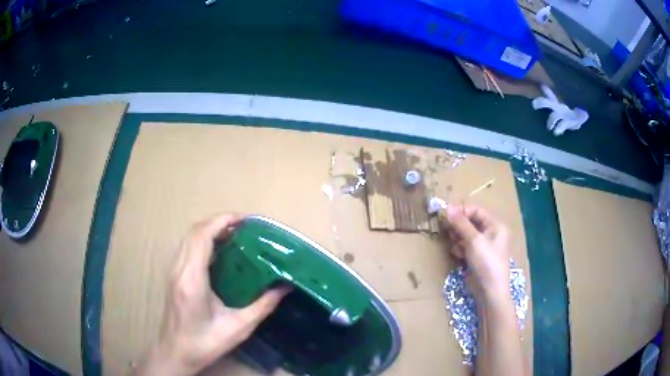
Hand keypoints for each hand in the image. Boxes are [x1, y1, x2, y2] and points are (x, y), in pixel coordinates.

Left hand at [135, 214, 290, 375]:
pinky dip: (202, 240)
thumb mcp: (238, 328)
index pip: (202, 237)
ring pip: (188, 238)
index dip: (221, 221)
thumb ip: (262, 306)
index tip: (244, 219)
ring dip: (209, 229)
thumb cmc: (205, 343)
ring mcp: (173, 271)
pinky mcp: (173, 276)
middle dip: (217, 222)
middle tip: (243, 227)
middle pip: (194, 231)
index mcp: (193, 279)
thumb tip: (285, 288)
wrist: (176, 352)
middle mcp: (179, 269)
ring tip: (233, 235)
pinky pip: (187, 247)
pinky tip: (218, 251)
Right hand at [439, 205, 510, 299]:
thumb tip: (447, 208)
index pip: (477, 211)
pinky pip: (465, 247)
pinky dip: (460, 248)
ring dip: (458, 238)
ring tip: (456, 246)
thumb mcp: (474, 240)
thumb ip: (461, 224)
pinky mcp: (477, 257)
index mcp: (496, 226)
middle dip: (459, 226)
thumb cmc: (486, 262)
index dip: (462, 211)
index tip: (446, 214)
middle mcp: (491, 233)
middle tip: (447, 230)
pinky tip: (458, 255)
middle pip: (470, 222)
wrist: (490, 291)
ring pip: (466, 235)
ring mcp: (484, 246)